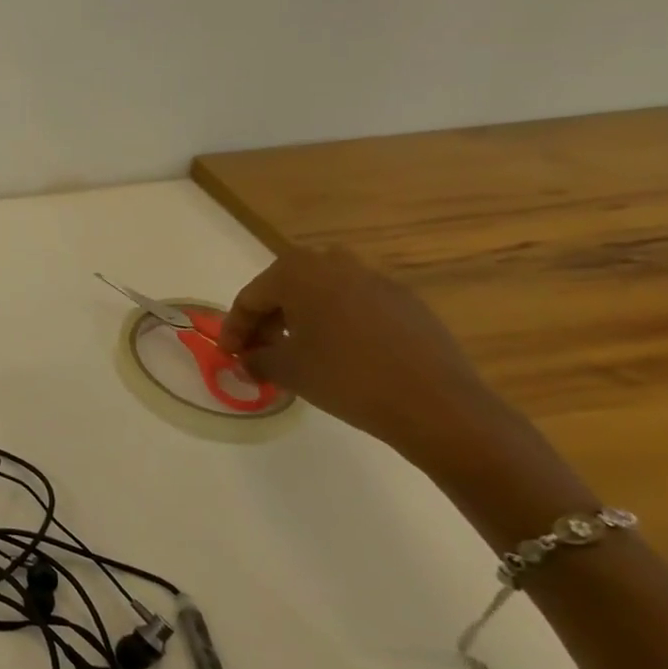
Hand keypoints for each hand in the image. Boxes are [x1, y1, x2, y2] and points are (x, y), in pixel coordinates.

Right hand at [219, 247, 520, 473]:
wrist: (438, 405)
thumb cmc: (346, 377)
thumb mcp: (287, 371)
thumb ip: (257, 360)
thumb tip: (247, 361)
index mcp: (297, 272)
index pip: (251, 297)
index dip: (235, 328)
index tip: (229, 355)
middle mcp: (334, 263)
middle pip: (286, 288)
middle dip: (268, 320)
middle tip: (260, 351)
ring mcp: (376, 280)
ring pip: (323, 294)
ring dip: (303, 318)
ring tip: (299, 352)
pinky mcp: (407, 302)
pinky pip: (357, 306)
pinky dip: (338, 324)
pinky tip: (342, 356)